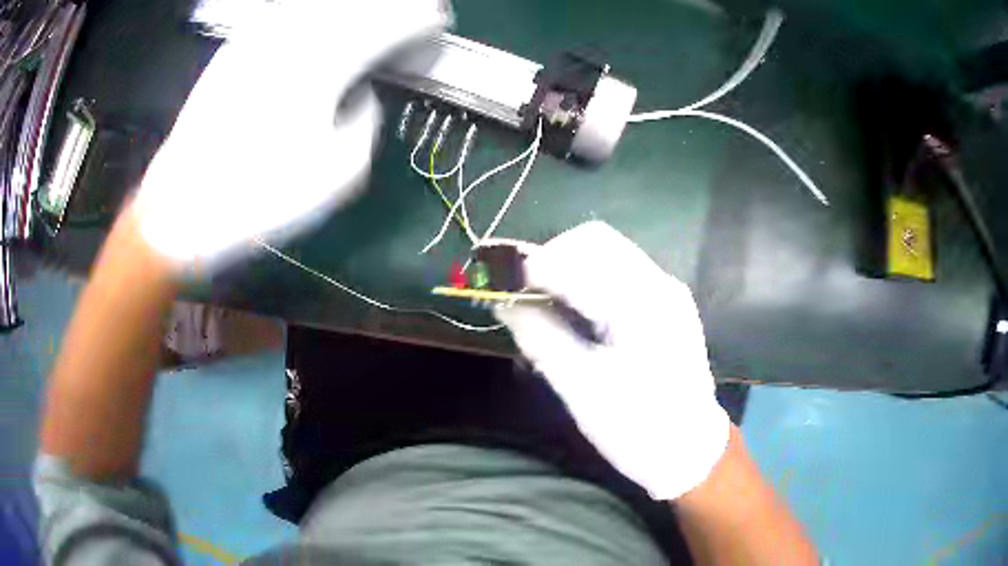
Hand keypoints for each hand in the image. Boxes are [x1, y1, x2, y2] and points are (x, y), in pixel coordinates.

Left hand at [135, 0, 448, 266]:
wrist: (181, 209)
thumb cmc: (258, 200)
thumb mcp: (336, 177)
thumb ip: (365, 123)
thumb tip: (359, 94)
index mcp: (326, 65)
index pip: (391, 21)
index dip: (422, 18)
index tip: (437, 25)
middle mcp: (295, 36)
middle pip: (360, 0)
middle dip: (397, 3)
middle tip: (415, 12)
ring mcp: (260, 37)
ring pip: (323, 0)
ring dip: (358, 2)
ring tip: (376, 11)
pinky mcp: (236, 47)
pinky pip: (286, 10)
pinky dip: (315, 8)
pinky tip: (325, 15)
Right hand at [494, 221, 728, 499]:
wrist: (689, 450)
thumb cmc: (636, 427)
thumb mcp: (580, 387)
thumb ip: (540, 336)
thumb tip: (504, 302)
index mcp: (642, 304)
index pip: (582, 252)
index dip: (536, 263)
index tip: (505, 288)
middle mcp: (660, 284)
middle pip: (596, 240)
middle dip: (553, 258)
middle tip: (526, 295)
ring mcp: (668, 292)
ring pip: (608, 253)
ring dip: (570, 267)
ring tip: (547, 304)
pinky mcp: (667, 305)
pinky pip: (621, 272)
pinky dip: (590, 280)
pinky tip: (577, 312)